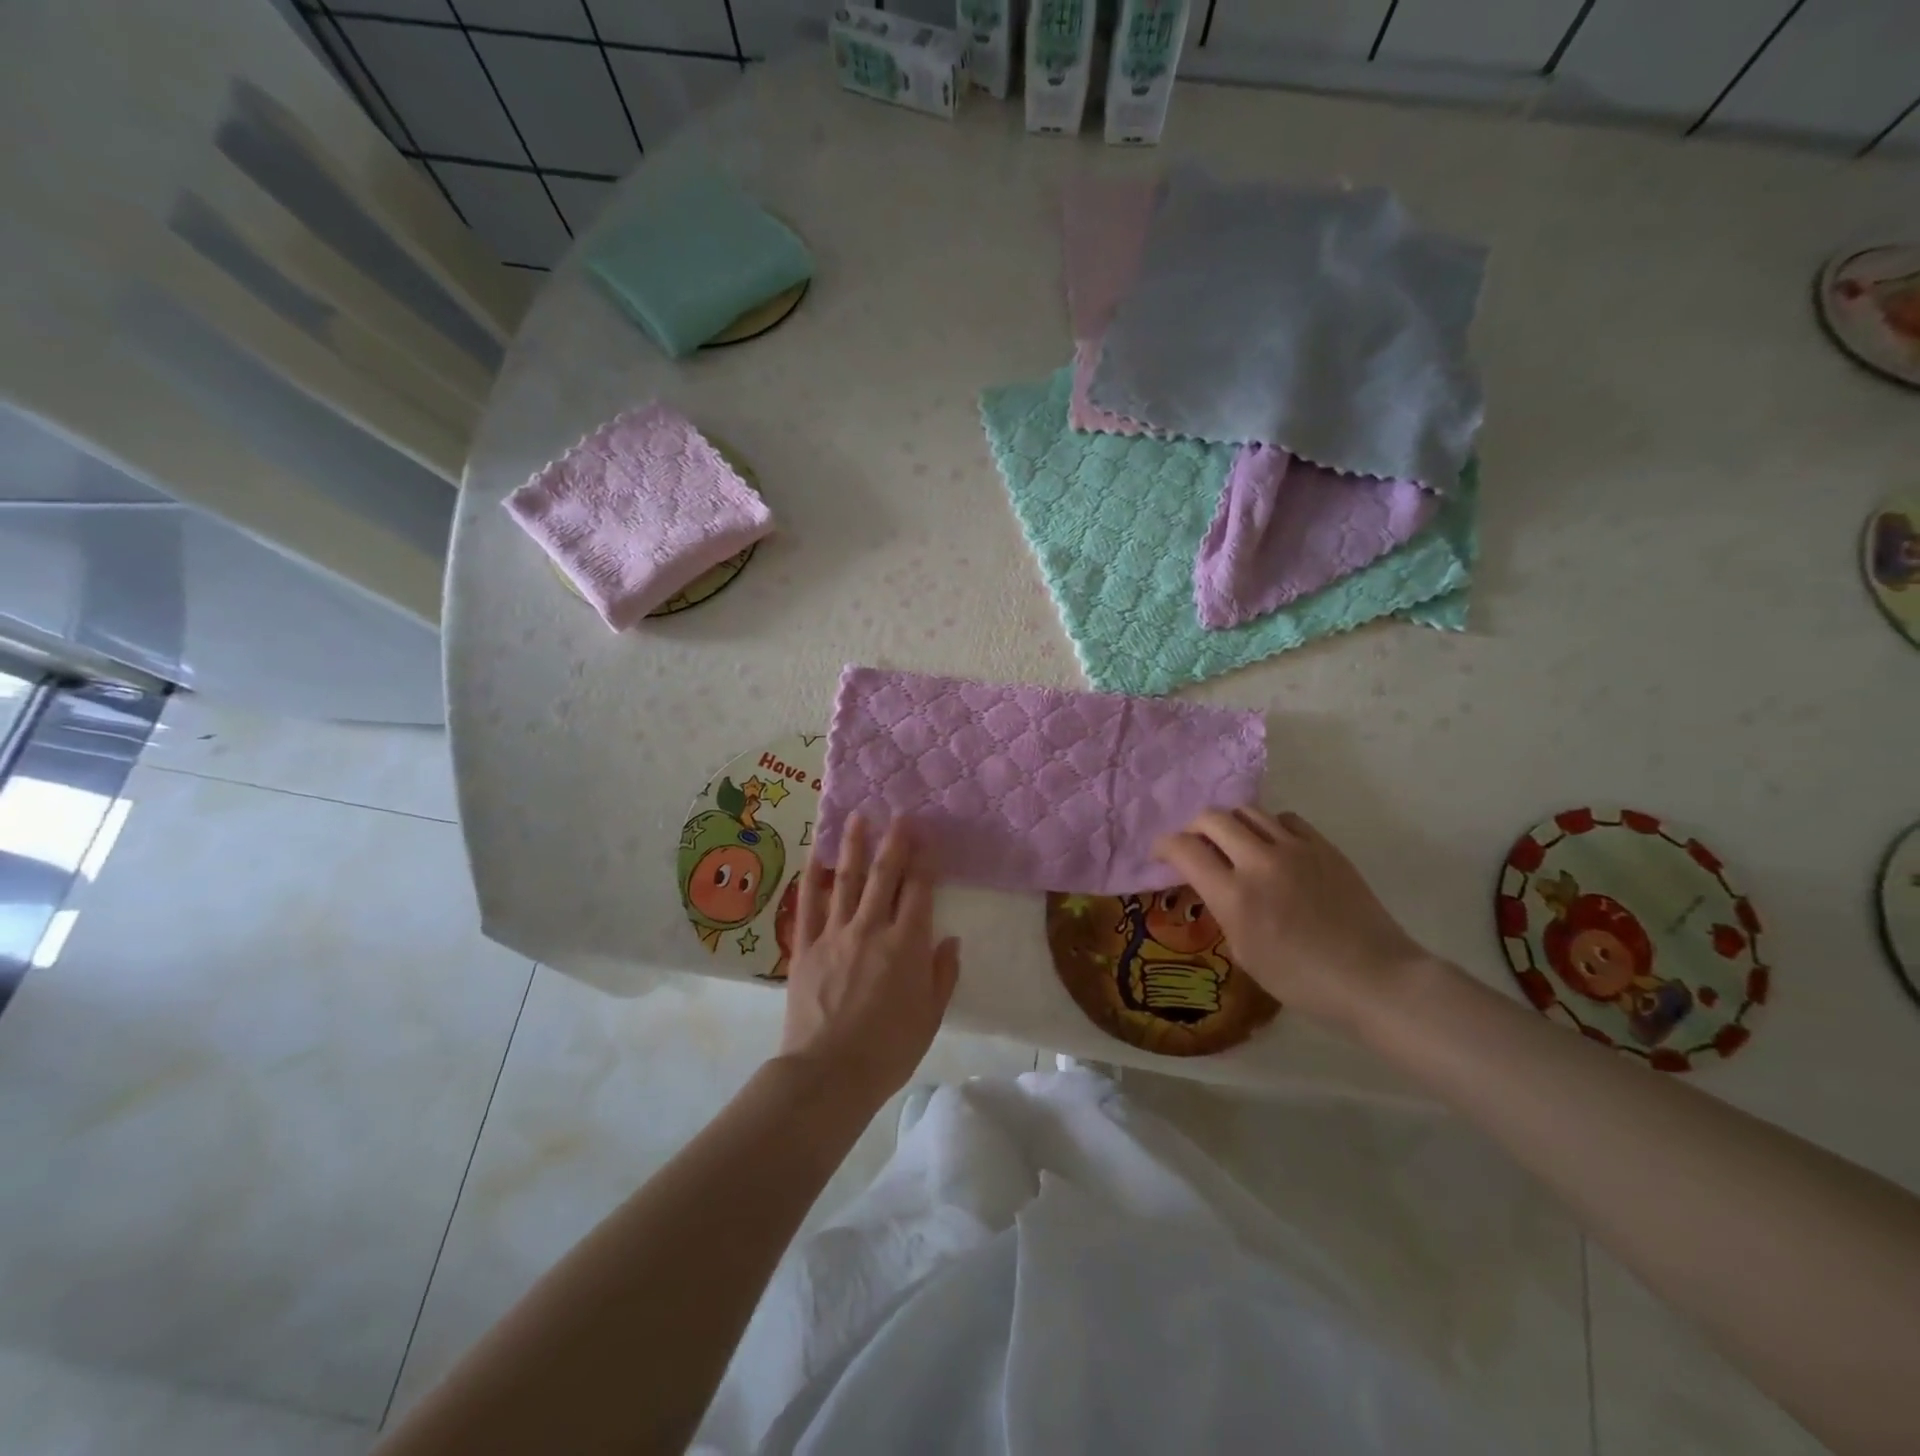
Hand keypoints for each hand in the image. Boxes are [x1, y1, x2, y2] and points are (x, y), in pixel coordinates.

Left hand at [778, 816, 960, 1109]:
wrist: (828, 1075)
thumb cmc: (888, 1050)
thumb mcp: (929, 1017)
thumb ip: (942, 975)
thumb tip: (950, 940)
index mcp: (906, 945)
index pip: (918, 890)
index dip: (924, 859)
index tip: (926, 835)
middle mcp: (871, 929)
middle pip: (883, 875)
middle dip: (893, 841)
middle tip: (898, 814)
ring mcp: (834, 934)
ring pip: (844, 880)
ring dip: (852, 846)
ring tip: (856, 818)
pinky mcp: (804, 948)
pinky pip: (807, 905)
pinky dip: (810, 879)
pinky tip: (812, 857)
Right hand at [1154, 808, 1431, 1032]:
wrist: (1373, 978)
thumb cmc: (1302, 980)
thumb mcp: (1244, 953)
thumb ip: (1223, 909)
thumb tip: (1212, 884)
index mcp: (1234, 896)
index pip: (1183, 849)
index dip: (1163, 847)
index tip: (1161, 855)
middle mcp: (1259, 862)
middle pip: (1211, 819)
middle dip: (1193, 829)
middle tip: (1194, 846)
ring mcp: (1295, 849)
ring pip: (1247, 811)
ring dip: (1230, 824)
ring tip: (1233, 843)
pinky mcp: (1323, 846)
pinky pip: (1284, 819)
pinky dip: (1268, 828)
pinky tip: (1273, 848)